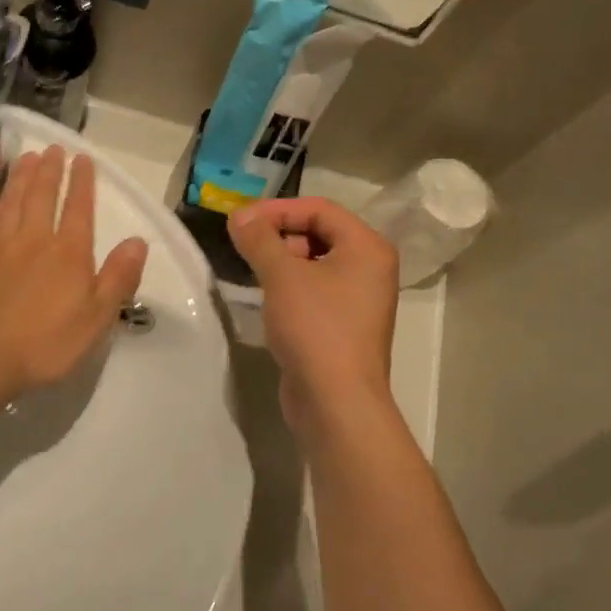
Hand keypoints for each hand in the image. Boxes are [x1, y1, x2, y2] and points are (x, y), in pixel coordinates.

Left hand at [0, 147, 148, 399]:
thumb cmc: (48, 341)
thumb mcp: (97, 317)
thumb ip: (118, 278)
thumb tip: (138, 241)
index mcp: (70, 254)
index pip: (79, 211)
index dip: (82, 184)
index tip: (83, 159)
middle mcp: (38, 242)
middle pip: (44, 198)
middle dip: (51, 172)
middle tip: (54, 147)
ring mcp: (7, 250)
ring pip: (17, 203)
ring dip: (23, 178)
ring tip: (28, 158)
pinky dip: (1, 201)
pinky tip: (2, 198)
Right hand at [227, 198, 398, 429]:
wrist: (336, 401)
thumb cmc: (315, 328)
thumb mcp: (282, 276)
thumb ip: (259, 239)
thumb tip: (239, 215)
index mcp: (367, 247)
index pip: (320, 209)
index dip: (278, 210)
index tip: (241, 221)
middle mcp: (370, 268)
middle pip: (320, 233)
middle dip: (279, 234)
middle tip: (244, 245)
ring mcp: (359, 300)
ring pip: (315, 264)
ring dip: (282, 261)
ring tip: (251, 270)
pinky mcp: (344, 326)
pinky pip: (315, 291)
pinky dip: (290, 287)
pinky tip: (266, 298)